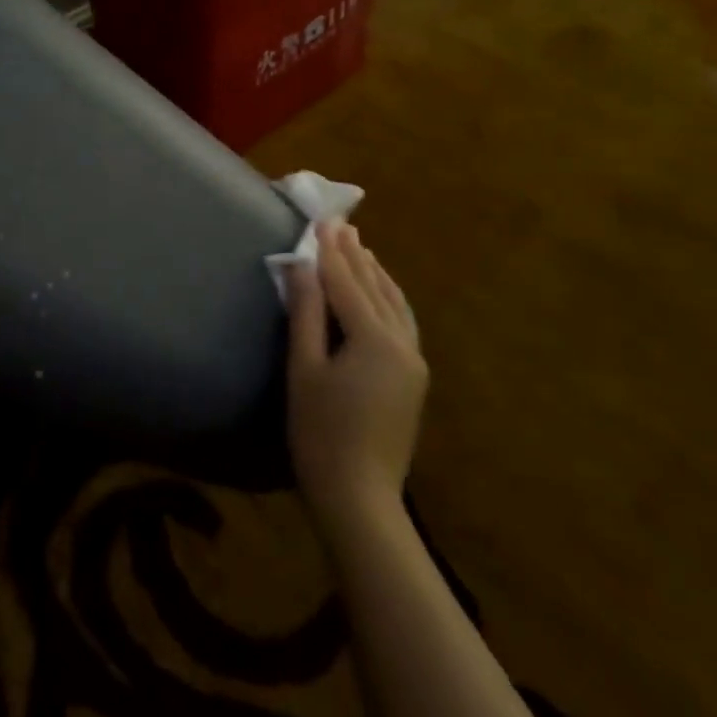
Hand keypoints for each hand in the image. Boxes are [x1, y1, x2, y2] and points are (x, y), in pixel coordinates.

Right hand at [287, 221, 427, 533]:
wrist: (359, 496)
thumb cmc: (320, 432)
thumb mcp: (304, 368)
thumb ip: (306, 313)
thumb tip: (303, 266)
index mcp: (375, 340)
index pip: (348, 284)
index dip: (331, 252)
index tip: (322, 220)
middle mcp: (403, 345)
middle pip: (375, 289)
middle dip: (356, 256)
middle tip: (341, 225)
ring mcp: (413, 363)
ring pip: (396, 305)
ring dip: (375, 275)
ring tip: (361, 249)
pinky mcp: (413, 379)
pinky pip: (403, 323)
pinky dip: (389, 299)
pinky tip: (382, 293)